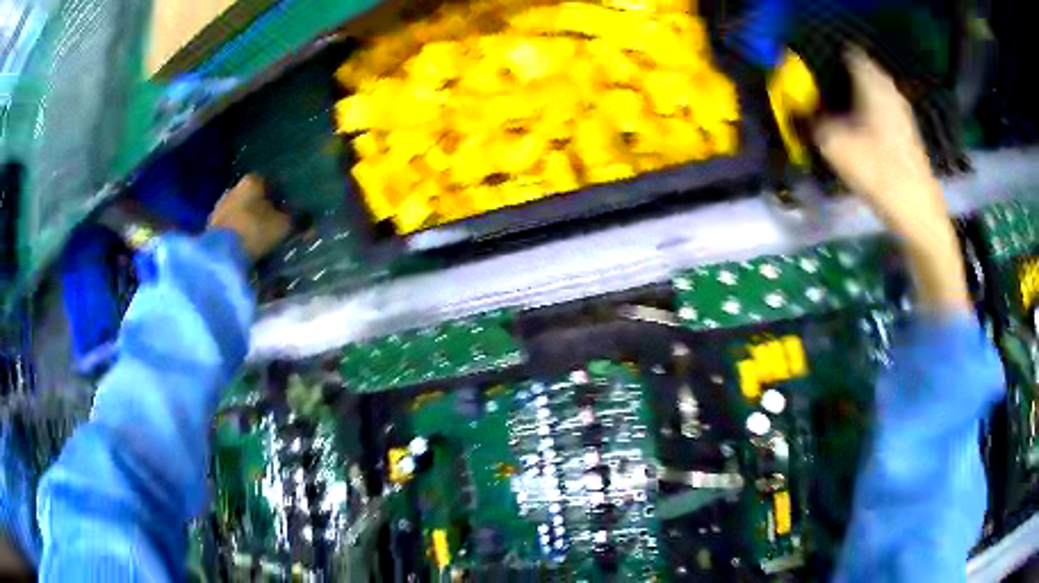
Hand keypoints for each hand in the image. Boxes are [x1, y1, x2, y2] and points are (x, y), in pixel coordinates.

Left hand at [209, 174, 291, 259]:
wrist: (221, 255)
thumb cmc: (255, 231)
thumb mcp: (284, 226)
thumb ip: (298, 221)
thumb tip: (310, 221)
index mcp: (253, 180)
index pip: (271, 182)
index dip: (282, 196)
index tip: (291, 210)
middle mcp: (235, 188)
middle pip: (254, 197)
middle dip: (265, 209)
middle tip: (277, 225)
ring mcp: (220, 207)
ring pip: (241, 212)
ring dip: (250, 222)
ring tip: (262, 239)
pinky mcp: (212, 227)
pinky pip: (232, 227)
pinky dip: (240, 234)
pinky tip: (247, 246)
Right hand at [814, 48, 967, 312]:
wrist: (920, 217)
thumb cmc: (880, 174)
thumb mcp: (835, 146)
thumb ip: (812, 122)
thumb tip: (798, 112)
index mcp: (873, 82)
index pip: (847, 53)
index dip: (827, 57)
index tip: (810, 70)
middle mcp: (889, 91)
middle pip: (860, 71)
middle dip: (838, 78)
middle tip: (817, 93)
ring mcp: (901, 114)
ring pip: (871, 93)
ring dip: (853, 98)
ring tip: (834, 113)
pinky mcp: (907, 136)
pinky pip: (881, 112)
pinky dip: (867, 115)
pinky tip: (857, 133)